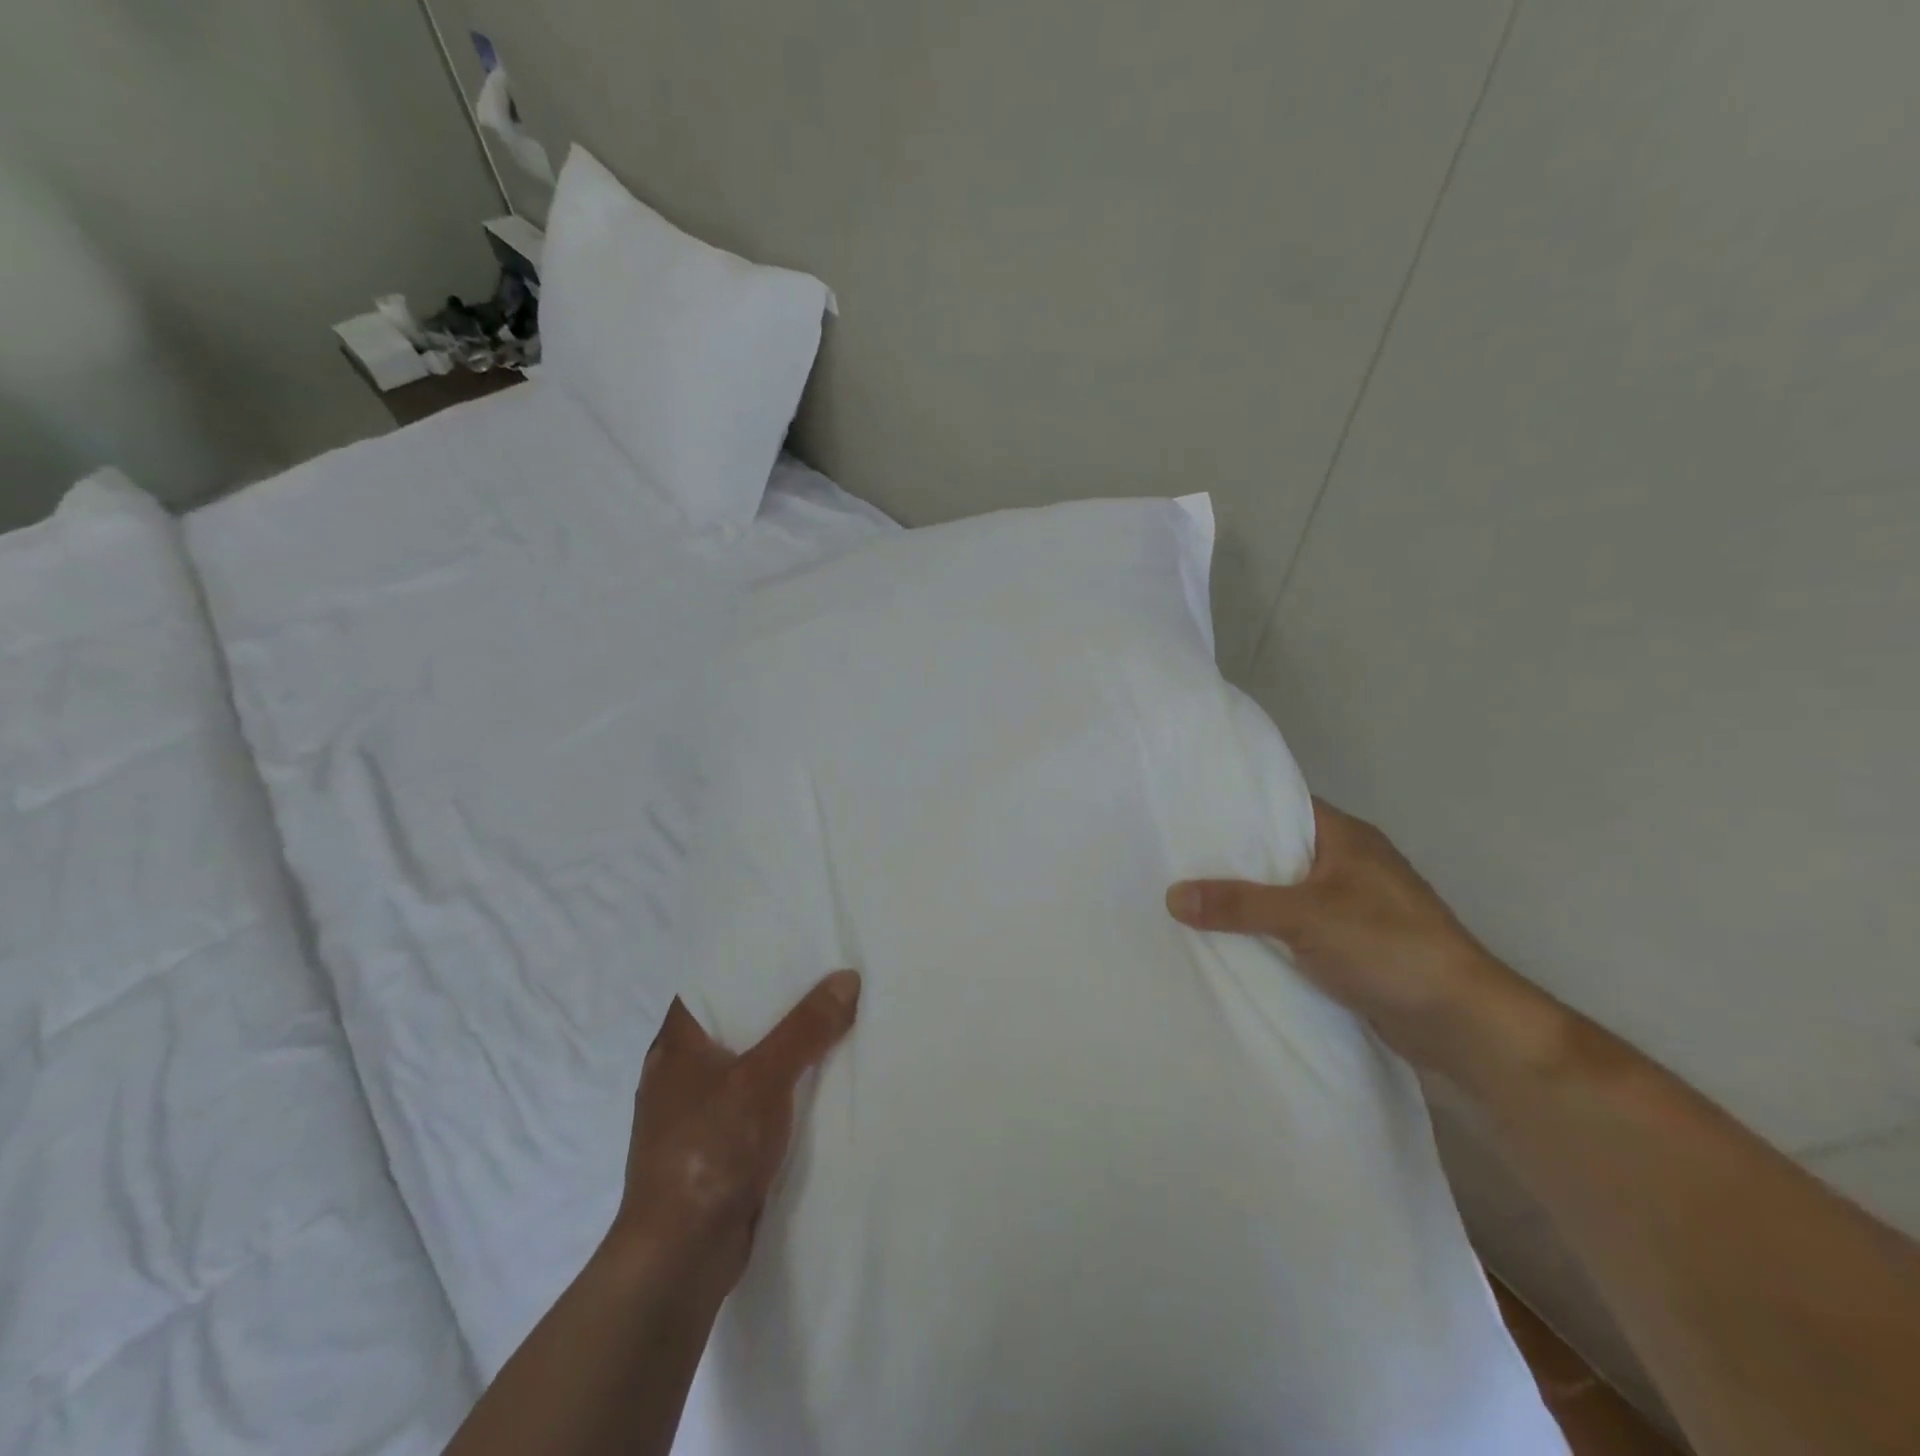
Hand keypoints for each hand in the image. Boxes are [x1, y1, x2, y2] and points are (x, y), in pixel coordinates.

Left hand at [612, 971, 860, 1292]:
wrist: (680, 1257)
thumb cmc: (709, 1150)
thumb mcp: (762, 1079)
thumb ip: (806, 1028)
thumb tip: (847, 977)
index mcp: (676, 1044)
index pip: (712, 982)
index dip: (749, 960)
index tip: (792, 942)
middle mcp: (681, 1071)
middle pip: (737, 1021)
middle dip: (779, 1003)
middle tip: (827, 973)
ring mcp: (697, 1111)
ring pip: (750, 1062)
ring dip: (785, 1047)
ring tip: (834, 1016)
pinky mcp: (717, 1146)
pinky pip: (757, 1099)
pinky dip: (784, 1086)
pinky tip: (821, 1078)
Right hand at [1167, 799, 1527, 1067]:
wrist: (1463, 1023)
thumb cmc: (1389, 946)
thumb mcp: (1306, 917)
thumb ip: (1239, 905)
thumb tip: (1172, 895)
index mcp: (1345, 837)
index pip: (1281, 806)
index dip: (1236, 808)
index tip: (1188, 814)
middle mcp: (1348, 864)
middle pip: (1277, 852)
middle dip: (1232, 859)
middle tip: (1175, 858)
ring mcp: (1351, 906)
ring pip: (1284, 893)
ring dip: (1248, 900)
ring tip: (1188, 897)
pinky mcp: (1350, 945)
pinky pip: (1294, 928)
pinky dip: (1266, 932)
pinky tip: (1227, 938)